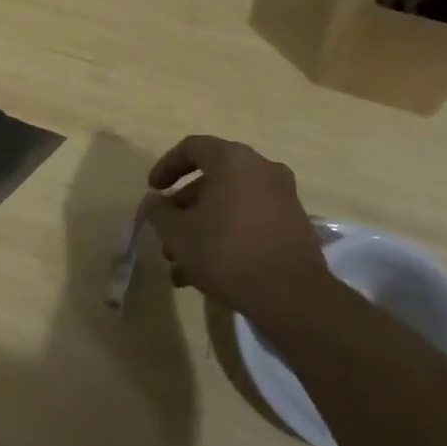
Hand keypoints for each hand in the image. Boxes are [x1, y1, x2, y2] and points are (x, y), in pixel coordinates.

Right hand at [143, 135, 324, 311]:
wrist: (293, 298)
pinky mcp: (293, 228)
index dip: (166, 166)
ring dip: (201, 229)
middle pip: (211, 180)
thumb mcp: (178, 233)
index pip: (192, 147)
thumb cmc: (226, 252)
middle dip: (183, 209)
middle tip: (166, 233)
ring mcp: (282, 200)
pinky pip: (249, 223)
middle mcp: (263, 171)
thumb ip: (159, 211)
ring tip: (180, 265)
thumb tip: (154, 202)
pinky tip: (205, 274)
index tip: (153, 190)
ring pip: (229, 206)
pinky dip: (226, 238)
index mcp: (234, 160)